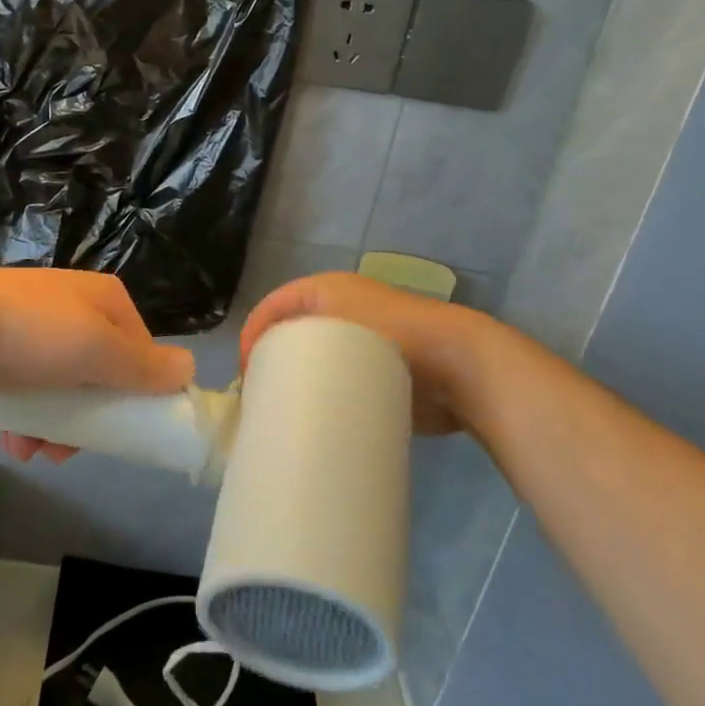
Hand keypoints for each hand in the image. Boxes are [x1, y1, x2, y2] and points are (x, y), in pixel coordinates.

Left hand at [0, 266, 194, 462]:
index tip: (118, 433)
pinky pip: (24, 382)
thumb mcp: (98, 351)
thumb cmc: (31, 335)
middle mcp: (73, 304)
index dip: (134, 394)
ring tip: (29, 449)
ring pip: (60, 383)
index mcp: (105, 299)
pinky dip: (22, 413)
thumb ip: (145, 365)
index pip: (140, 351)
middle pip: (98, 372)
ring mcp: (32, 320)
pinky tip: (8, 437)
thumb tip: (191, 369)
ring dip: (51, 424)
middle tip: (64, 450)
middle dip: (85, 419)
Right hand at [240, 271, 493, 434]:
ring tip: (283, 409)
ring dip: (298, 378)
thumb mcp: (336, 326)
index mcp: (327, 289)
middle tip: (259, 394)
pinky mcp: (382, 369)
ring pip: (317, 357)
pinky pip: (342, 378)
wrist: (460, 364)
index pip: (275, 305)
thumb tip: (261, 378)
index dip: (253, 333)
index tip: (244, 373)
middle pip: (293, 331)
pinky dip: (326, 393)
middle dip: (272, 358)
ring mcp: (364, 340)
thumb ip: (293, 343)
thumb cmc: (392, 338)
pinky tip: (317, 416)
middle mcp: (343, 309)